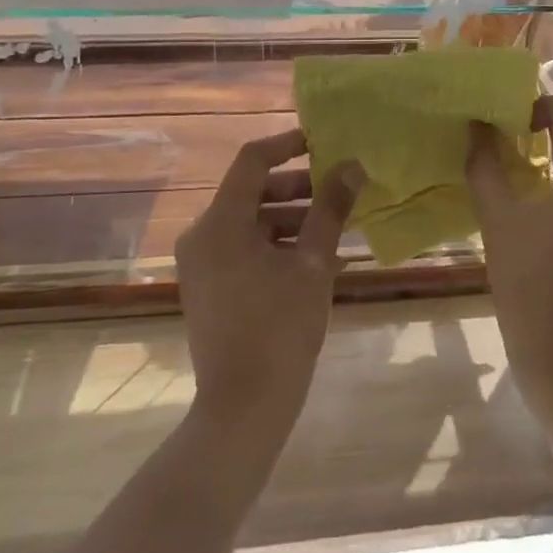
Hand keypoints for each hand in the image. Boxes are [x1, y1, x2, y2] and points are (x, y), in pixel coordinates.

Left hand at [176, 129, 360, 435]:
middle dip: (296, 188)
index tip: (321, 143)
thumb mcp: (314, 264)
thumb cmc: (280, 328)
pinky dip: (273, 244)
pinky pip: (241, 247)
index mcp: (221, 222)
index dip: (287, 144)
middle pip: (251, 191)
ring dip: (289, 219)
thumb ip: (331, 209)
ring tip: (332, 231)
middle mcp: (202, 234)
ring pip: (248, 221)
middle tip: (335, 194)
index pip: (252, 160)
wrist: (243, 408)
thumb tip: (352, 166)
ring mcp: (200, 263)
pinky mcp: (206, 286)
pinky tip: (310, 260)